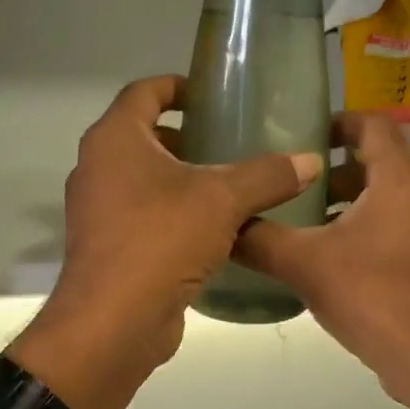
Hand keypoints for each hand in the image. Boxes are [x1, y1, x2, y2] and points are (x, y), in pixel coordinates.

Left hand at [10, 76, 321, 408]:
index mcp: (115, 139)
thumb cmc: (161, 240)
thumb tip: (311, 161)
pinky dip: (174, 215)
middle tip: (230, 143)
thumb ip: (267, 175)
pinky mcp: (109, 248)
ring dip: (182, 180)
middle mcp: (98, 168)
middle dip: (187, 137)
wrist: (113, 322)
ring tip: (230, 187)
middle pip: (144, 137)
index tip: (212, 95)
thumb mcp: (222, 201)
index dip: (179, 86)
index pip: (144, 91)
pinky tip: (214, 231)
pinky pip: (144, 217)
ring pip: (144, 181)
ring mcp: (98, 211)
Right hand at [234, 113, 409, 408]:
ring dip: (346, 206)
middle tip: (291, 183)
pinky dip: (361, 234)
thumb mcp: (306, 264)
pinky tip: (327, 263)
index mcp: (399, 183)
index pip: (375, 125)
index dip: (339, 120)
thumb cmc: (375, 296)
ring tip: (301, 223)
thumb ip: (260, 241)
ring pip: (385, 203)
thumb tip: (223, 225)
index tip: (302, 132)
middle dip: (333, 171)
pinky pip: (393, 233)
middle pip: (379, 165)